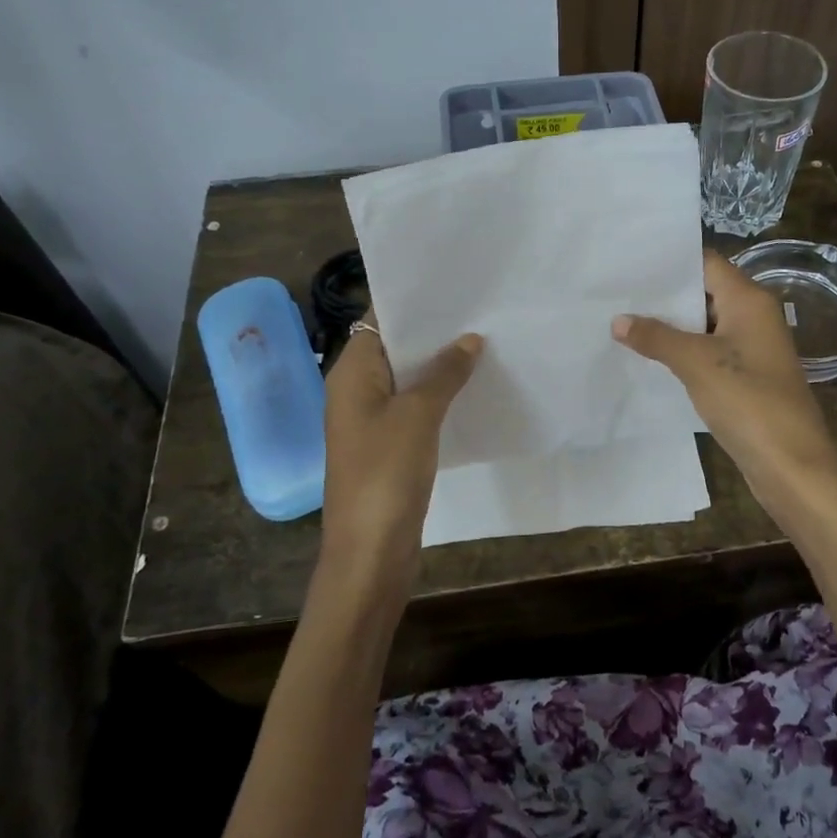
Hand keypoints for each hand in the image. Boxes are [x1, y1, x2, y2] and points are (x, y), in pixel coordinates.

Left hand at [319, 320, 483, 598]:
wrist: (370, 550)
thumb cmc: (386, 472)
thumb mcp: (418, 414)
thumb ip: (444, 373)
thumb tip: (468, 340)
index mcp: (351, 373)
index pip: (379, 321)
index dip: (413, 303)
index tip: (454, 287)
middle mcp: (356, 390)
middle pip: (395, 348)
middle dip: (434, 333)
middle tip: (480, 312)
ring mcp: (372, 420)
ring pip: (408, 379)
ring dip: (440, 366)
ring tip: (485, 342)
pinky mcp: (389, 445)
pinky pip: (414, 407)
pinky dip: (439, 395)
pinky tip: (473, 388)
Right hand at [613, 249, 836, 517]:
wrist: (791, 463)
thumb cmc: (748, 400)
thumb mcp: (696, 363)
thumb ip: (656, 337)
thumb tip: (618, 320)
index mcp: (749, 300)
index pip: (706, 263)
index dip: (669, 262)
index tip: (629, 263)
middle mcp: (753, 316)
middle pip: (704, 292)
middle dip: (663, 295)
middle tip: (616, 293)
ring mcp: (751, 349)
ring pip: (703, 325)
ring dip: (669, 326)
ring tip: (621, 321)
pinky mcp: (745, 377)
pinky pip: (708, 353)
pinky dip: (682, 352)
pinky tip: (648, 357)